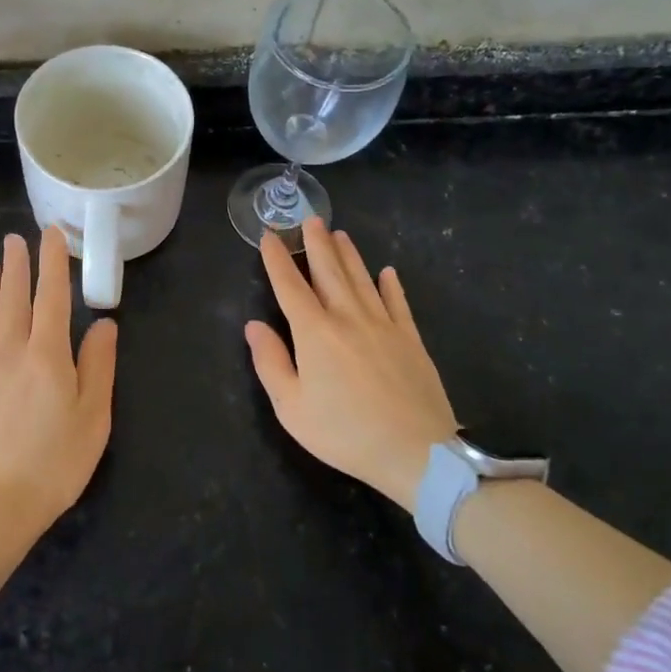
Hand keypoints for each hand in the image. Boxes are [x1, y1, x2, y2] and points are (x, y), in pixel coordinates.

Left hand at [0, 227, 118, 543]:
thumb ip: (98, 366)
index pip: (52, 297)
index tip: (51, 234)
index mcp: (47, 356)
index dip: (53, 263)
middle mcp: (9, 354)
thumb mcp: (93, 417)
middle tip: (14, 239)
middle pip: (13, 301)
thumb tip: (104, 324)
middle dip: (16, 267)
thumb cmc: (53, 464)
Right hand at [245, 216, 457, 509]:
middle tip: (310, 219)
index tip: (269, 236)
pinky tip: (388, 272)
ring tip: (340, 234)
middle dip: (317, 244)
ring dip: (349, 255)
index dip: (277, 260)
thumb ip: (270, 363)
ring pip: (362, 279)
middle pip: (329, 272)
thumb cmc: (344, 433)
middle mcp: (348, 318)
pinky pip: (399, 303)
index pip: (290, 287)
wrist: (416, 452)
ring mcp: (384, 326)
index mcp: (315, 333)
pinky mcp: (411, 339)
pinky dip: (391, 285)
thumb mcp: (292, 408)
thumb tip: (254, 325)